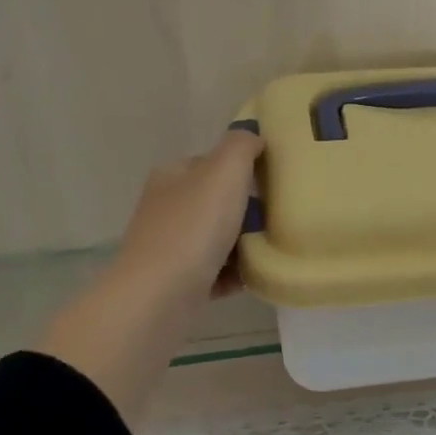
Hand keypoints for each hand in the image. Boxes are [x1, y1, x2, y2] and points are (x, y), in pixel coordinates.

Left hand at [108, 127, 263, 299]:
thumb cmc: (193, 228)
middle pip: (217, 202)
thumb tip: (253, 137)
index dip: (243, 171)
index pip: (212, 163)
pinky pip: (215, 272)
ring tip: (269, 250)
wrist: (159, 297)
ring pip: (217, 238)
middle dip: (247, 212)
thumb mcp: (224, 171)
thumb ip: (241, 146)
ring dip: (244, 245)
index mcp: (172, 176)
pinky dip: (235, 274)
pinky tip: (253, 277)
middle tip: (276, 220)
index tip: (272, 186)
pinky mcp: (175, 281)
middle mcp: (165, 207)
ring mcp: (168, 246)